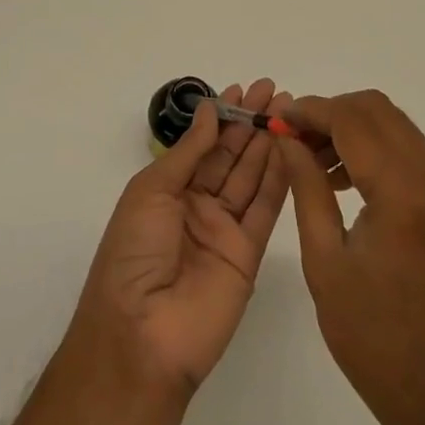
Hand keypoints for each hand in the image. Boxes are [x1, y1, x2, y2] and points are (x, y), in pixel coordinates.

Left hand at [68, 79, 291, 395]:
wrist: (141, 335)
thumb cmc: (133, 253)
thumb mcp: (151, 191)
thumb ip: (189, 152)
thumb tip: (209, 110)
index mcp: (167, 190)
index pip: (202, 144)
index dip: (223, 116)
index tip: (244, 89)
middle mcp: (197, 206)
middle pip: (230, 156)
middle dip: (250, 123)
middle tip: (275, 91)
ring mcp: (224, 230)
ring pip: (250, 177)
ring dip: (268, 144)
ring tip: (288, 111)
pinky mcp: (248, 255)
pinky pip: (264, 209)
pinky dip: (278, 179)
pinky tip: (291, 149)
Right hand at [280, 91, 424, 424]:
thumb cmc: (375, 338)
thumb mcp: (326, 262)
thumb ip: (307, 189)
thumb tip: (288, 140)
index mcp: (401, 192)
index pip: (352, 120)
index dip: (311, 111)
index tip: (278, 118)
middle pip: (378, 110)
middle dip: (332, 112)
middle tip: (296, 138)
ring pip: (394, 126)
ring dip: (352, 128)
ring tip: (313, 162)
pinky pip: (406, 152)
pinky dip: (372, 148)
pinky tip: (342, 181)